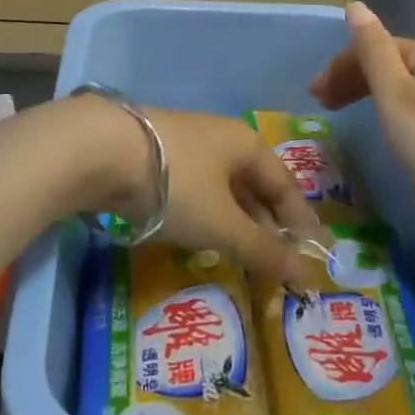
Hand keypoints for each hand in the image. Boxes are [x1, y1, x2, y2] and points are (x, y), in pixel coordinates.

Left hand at [90, 102, 320, 282]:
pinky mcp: (158, 157)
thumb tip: (307, 275)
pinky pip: (196, 190)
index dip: (300, 220)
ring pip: (223, 188)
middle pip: (255, 185)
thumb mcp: (223, 223)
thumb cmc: (177, 183)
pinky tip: (201, 236)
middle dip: (267, 224)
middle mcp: (222, 139)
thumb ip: (263, 250)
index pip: (285, 185)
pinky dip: (207, 215)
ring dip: (236, 222)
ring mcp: (188, 145)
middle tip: (277, 263)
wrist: (102, 151)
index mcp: (247, 144)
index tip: (312, 254)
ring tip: (242, 255)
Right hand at [310, 1, 414, 232]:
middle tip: (324, 108)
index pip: (373, 47)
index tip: (314, 98)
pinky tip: (395, 132)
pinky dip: (397, 112)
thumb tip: (356, 6)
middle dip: (353, 79)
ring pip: (407, 85)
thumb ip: (374, 51)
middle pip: (391, 63)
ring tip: (352, 119)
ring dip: (373, 95)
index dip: (339, 67)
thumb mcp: (397, 97)